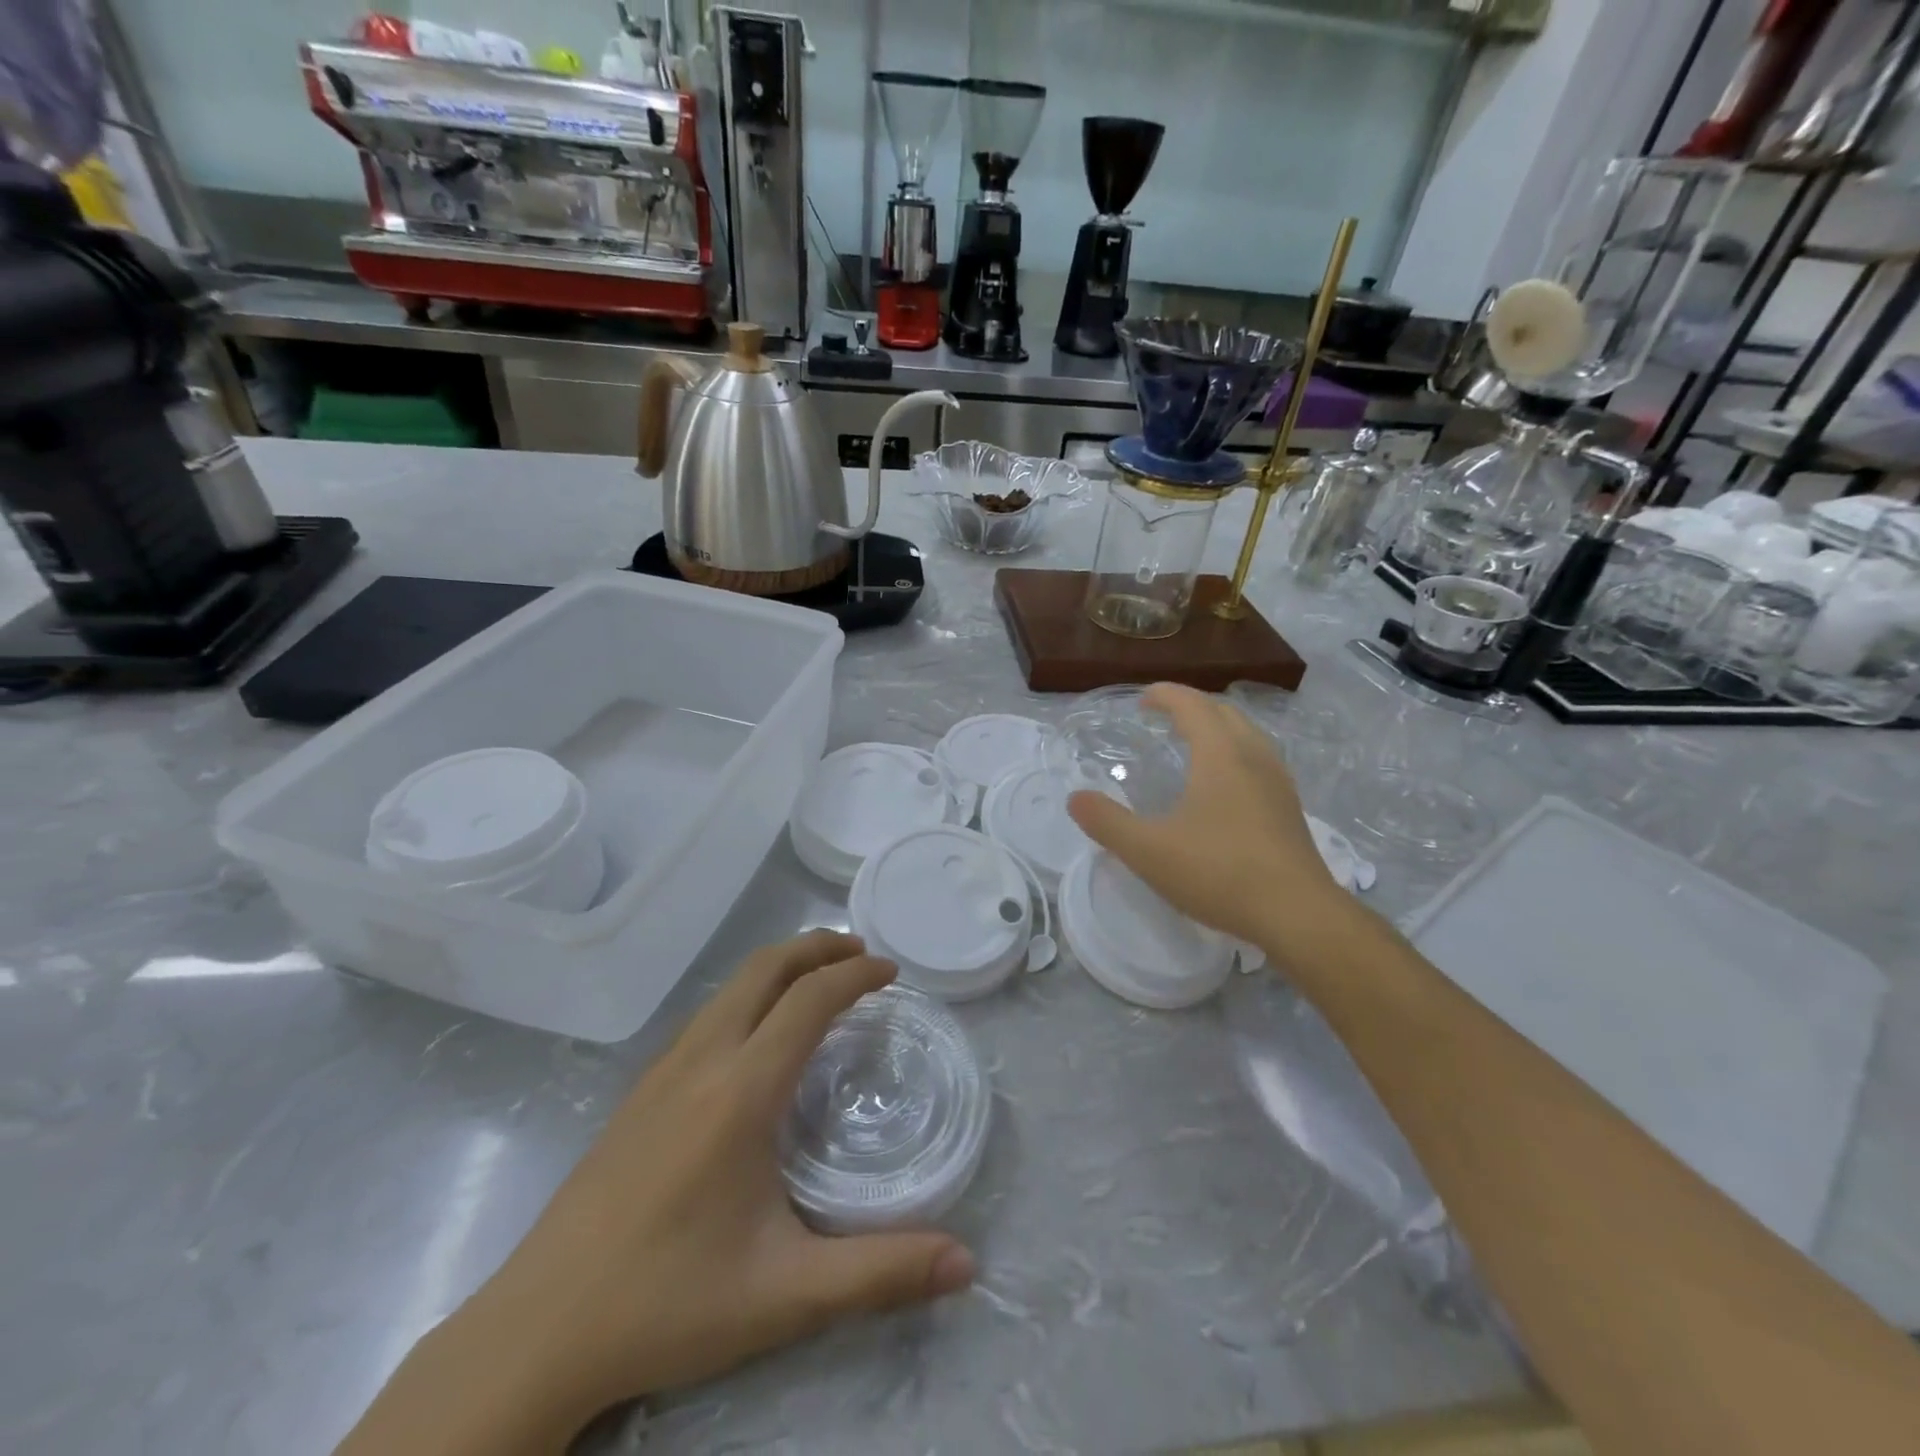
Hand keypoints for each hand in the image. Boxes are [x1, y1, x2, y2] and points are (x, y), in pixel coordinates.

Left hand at [409, 933, 975, 1445]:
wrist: (536, 1333)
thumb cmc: (668, 1303)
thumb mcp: (788, 1294)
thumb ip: (882, 1274)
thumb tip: (968, 1264)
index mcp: (741, 1091)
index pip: (809, 1000)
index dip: (856, 976)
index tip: (892, 973)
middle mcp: (701, 1061)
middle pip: (764, 968)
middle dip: (817, 946)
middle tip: (862, 953)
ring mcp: (662, 1072)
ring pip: (730, 987)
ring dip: (781, 967)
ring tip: (819, 981)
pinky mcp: (639, 1093)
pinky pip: (707, 1014)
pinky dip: (750, 995)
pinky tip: (758, 1035)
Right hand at [1067, 684, 1353, 967]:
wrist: (1298, 915)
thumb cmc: (1219, 873)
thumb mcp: (1148, 851)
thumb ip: (1107, 822)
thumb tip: (1075, 798)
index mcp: (1220, 754)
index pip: (1192, 705)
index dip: (1165, 695)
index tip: (1142, 701)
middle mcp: (1253, 756)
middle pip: (1224, 712)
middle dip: (1192, 706)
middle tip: (1164, 718)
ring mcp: (1278, 782)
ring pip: (1247, 735)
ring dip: (1218, 728)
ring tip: (1194, 744)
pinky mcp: (1290, 809)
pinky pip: (1260, 760)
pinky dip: (1235, 753)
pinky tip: (1225, 786)